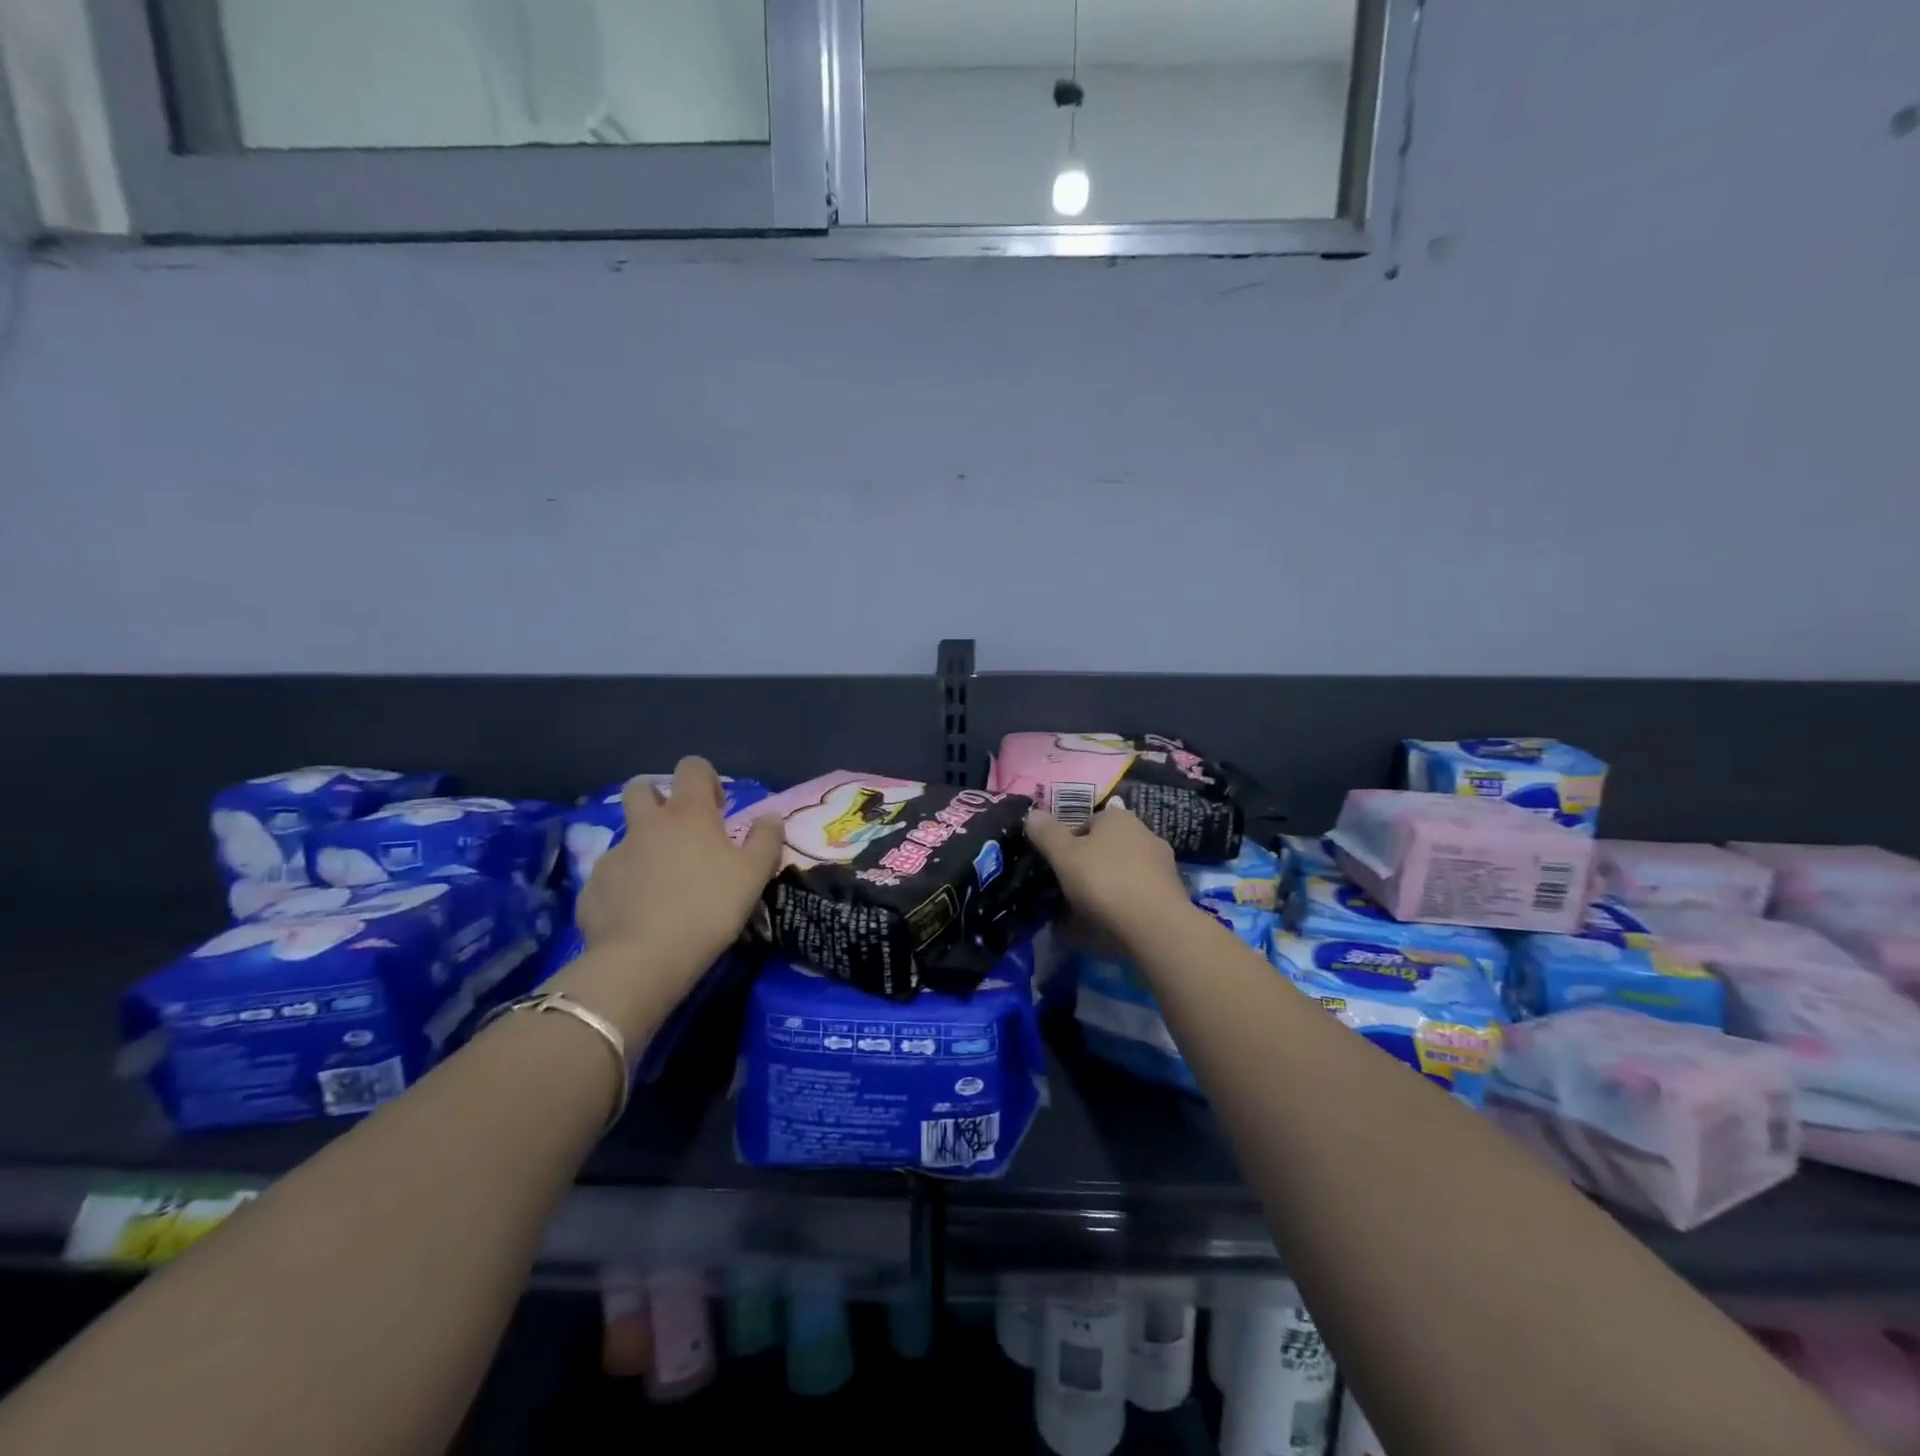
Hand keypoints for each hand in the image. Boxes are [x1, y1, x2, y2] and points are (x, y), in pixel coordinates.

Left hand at [575, 757, 784, 990]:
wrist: (644, 959)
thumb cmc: (708, 907)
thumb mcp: (754, 874)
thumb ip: (766, 839)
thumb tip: (770, 817)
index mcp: (687, 814)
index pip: (692, 767)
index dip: (706, 779)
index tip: (717, 809)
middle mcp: (646, 825)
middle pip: (641, 788)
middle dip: (658, 797)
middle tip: (679, 829)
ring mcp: (614, 855)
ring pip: (626, 835)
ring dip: (643, 846)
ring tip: (662, 882)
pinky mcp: (592, 887)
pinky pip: (611, 876)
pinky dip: (625, 886)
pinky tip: (639, 914)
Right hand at [1025, 798, 1189, 948]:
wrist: (1156, 926)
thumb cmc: (1104, 881)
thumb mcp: (1064, 856)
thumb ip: (1046, 833)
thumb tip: (1033, 813)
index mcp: (1117, 818)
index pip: (1085, 823)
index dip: (1067, 845)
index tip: (1056, 868)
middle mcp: (1144, 833)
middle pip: (1105, 849)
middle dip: (1087, 868)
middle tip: (1067, 893)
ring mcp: (1162, 864)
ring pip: (1122, 874)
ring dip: (1105, 890)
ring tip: (1084, 918)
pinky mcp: (1173, 894)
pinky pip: (1137, 897)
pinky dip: (1123, 908)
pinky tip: (1108, 929)